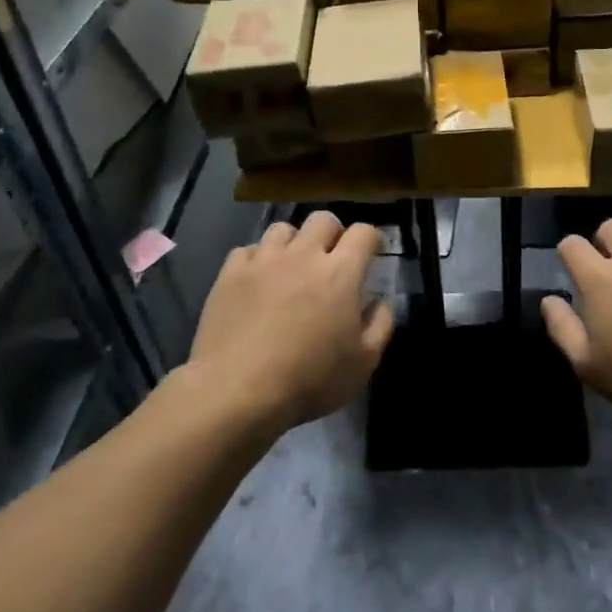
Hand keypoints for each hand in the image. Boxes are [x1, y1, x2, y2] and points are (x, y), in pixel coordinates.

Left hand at [185, 211, 394, 428]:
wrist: (236, 391)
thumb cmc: (309, 380)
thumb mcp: (363, 363)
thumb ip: (380, 325)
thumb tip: (381, 301)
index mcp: (340, 272)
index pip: (363, 232)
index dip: (372, 238)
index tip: (373, 253)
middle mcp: (303, 255)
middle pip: (323, 219)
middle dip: (334, 233)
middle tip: (333, 258)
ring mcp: (263, 261)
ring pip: (283, 229)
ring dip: (294, 242)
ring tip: (292, 266)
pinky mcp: (230, 274)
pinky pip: (248, 250)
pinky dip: (258, 259)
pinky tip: (258, 280)